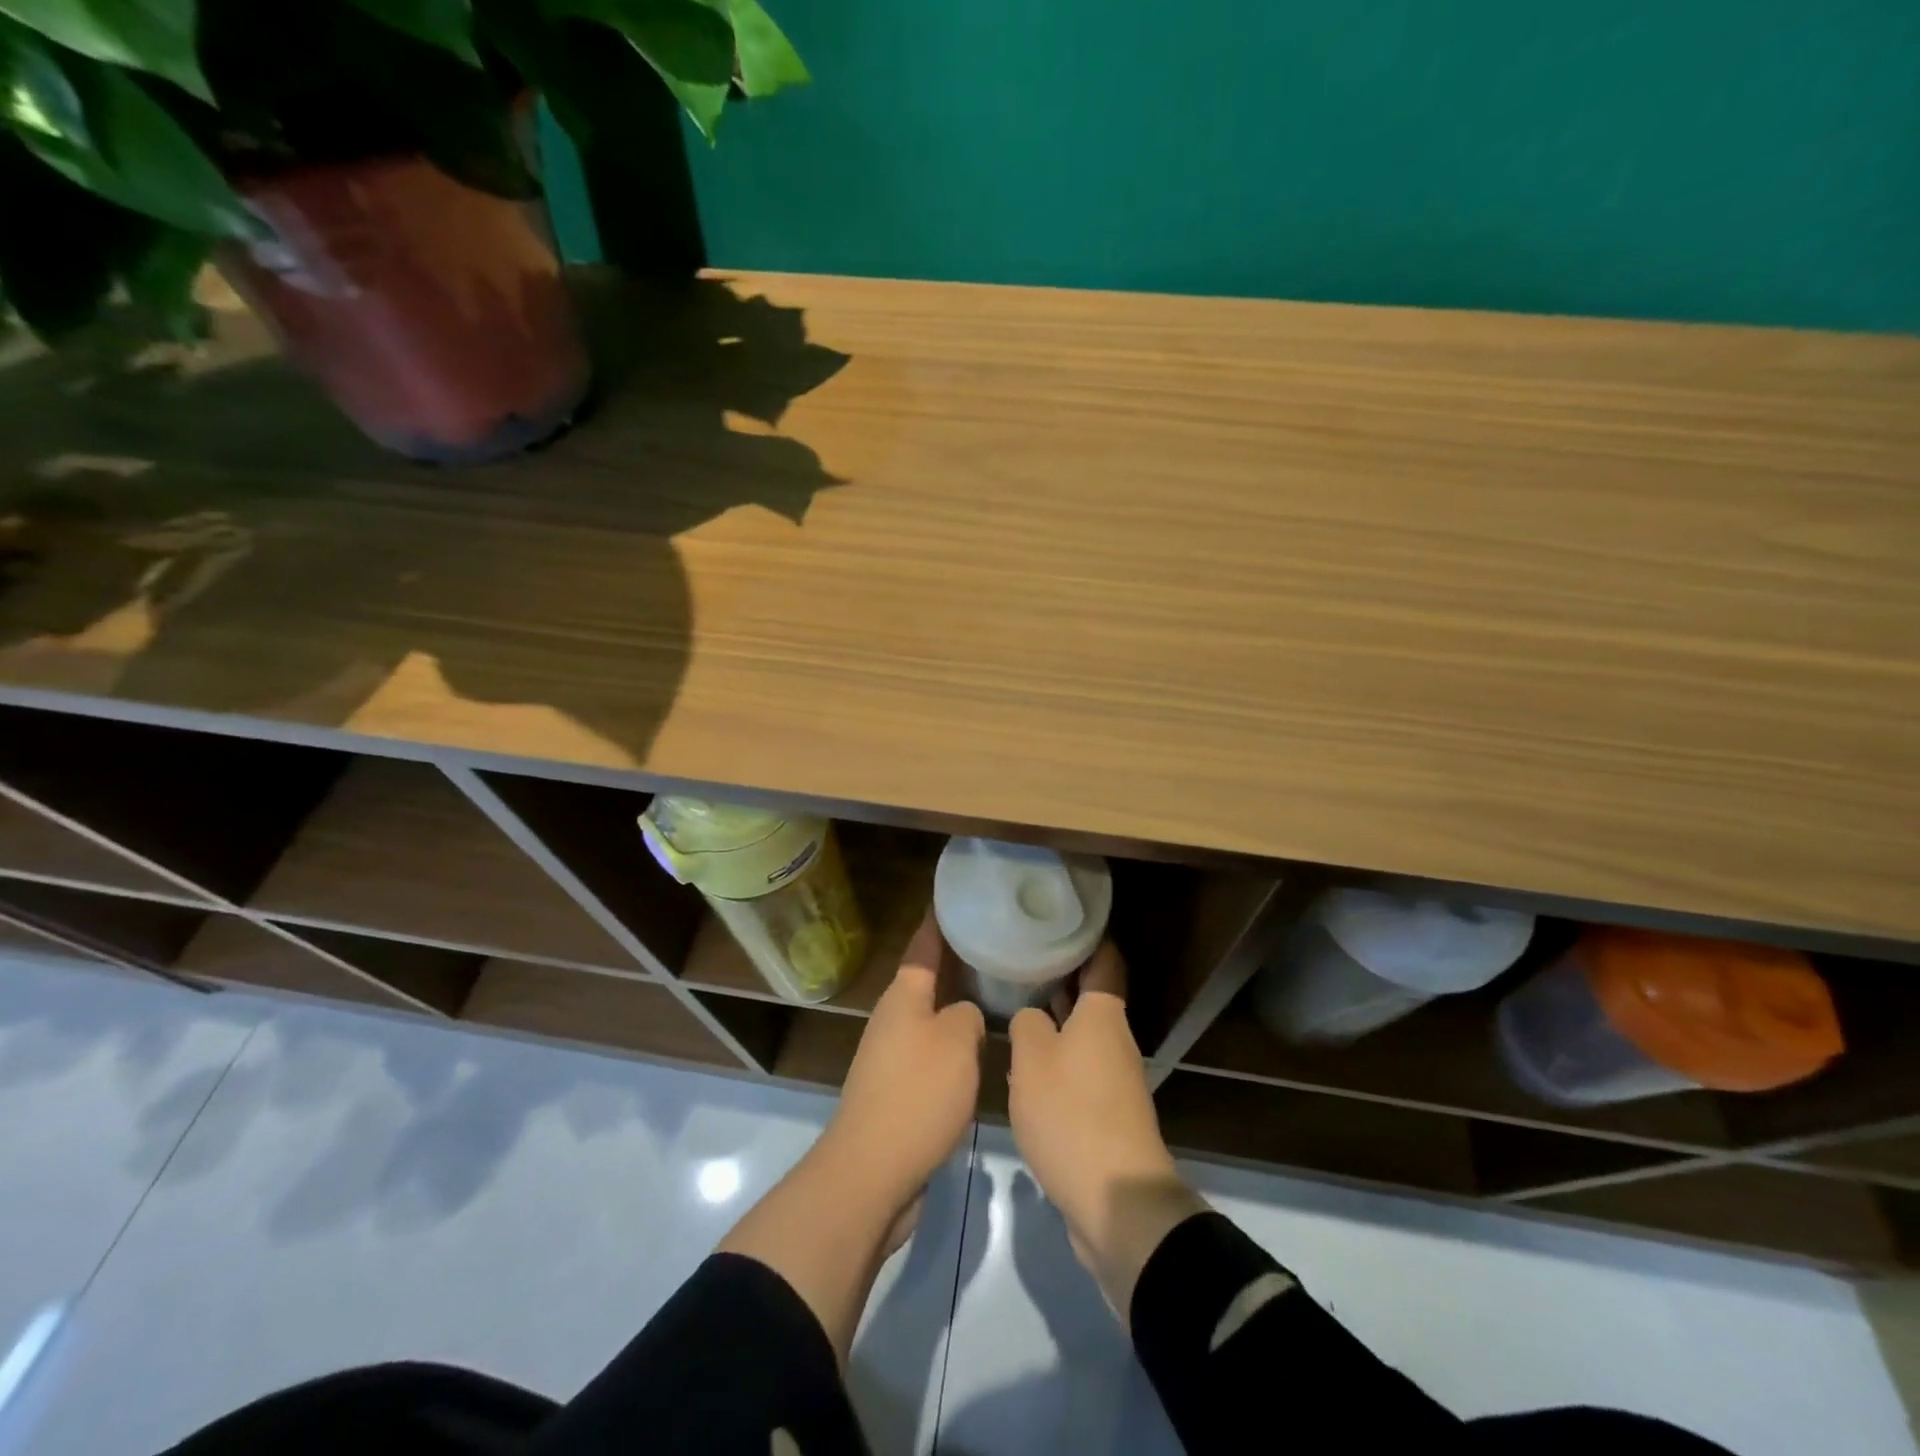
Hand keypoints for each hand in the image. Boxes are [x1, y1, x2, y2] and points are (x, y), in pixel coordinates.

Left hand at [820, 912, 985, 1211]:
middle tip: (993, 945)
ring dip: (958, 1005)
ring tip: (996, 993)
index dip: (938, 922)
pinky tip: (981, 1049)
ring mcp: (892, 1056)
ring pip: (932, 1017)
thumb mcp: (956, 1043)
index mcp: (903, 997)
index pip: (923, 947)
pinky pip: (932, 1052)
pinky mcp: (899, 1091)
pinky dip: (955, 1043)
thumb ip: (969, 1016)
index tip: (952, 897)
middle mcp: (894, 1019)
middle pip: (927, 980)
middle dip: (956, 962)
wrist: (872, 1173)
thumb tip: (966, 1017)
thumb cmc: (916, 1095)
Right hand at [1008, 942, 1206, 1324]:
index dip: (1086, 935)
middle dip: (1061, 975)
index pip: (1104, 958)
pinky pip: (1080, 1069)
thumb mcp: (1032, 1060)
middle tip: (1022, 957)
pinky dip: (1057, 1057)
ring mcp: (1115, 1078)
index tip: (1058, 918)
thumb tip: (1032, 1017)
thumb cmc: (1072, 1115)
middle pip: (1092, 994)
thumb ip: (1027, 1025)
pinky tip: (1027, 1063)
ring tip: (1017, 1002)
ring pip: (1083, 1033)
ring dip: (1056, 1018)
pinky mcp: (1108, 1113)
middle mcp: (1115, 1039)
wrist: (1116, 1202)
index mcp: (1103, 1015)